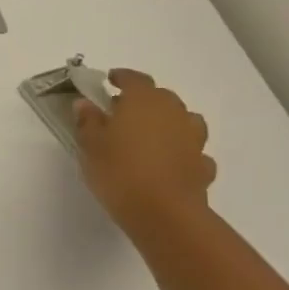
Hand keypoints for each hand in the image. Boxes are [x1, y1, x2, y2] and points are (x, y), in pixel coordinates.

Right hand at [74, 69, 215, 234]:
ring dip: (167, 122)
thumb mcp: (89, 144)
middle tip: (121, 111)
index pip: (135, 79)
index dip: (122, 77)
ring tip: (147, 135)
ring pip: (182, 120)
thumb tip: (85, 103)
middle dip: (143, 100)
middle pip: (161, 97)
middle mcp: (173, 113)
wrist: (163, 212)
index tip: (109, 79)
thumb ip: (88, 120)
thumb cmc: (118, 171)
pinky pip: (191, 149)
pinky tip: (167, 162)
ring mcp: (193, 139)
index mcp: (144, 102)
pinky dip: (179, 149)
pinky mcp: (202, 164)